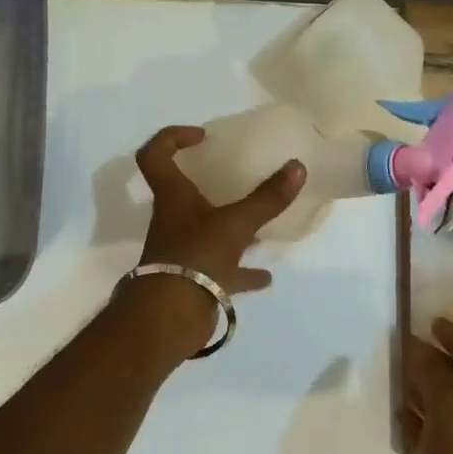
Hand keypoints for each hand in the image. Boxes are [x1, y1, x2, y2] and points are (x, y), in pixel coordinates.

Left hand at [124, 126, 306, 352]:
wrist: (170, 317)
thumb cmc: (196, 256)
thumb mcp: (236, 224)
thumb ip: (266, 198)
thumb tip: (297, 166)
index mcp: (173, 197)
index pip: (155, 155)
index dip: (171, 138)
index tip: (202, 136)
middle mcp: (174, 220)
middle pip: (182, 193)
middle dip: (206, 183)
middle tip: (235, 175)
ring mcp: (183, 251)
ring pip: (206, 232)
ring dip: (230, 227)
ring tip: (258, 225)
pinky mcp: (194, 279)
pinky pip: (221, 270)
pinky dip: (242, 271)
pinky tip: (265, 275)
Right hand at [403, 318, 452, 453]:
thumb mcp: (449, 405)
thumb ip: (433, 371)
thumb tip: (417, 345)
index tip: (431, 323)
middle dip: (434, 363)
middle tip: (405, 351)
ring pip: (444, 408)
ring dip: (423, 393)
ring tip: (396, 382)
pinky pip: (434, 436)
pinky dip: (418, 424)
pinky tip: (400, 424)